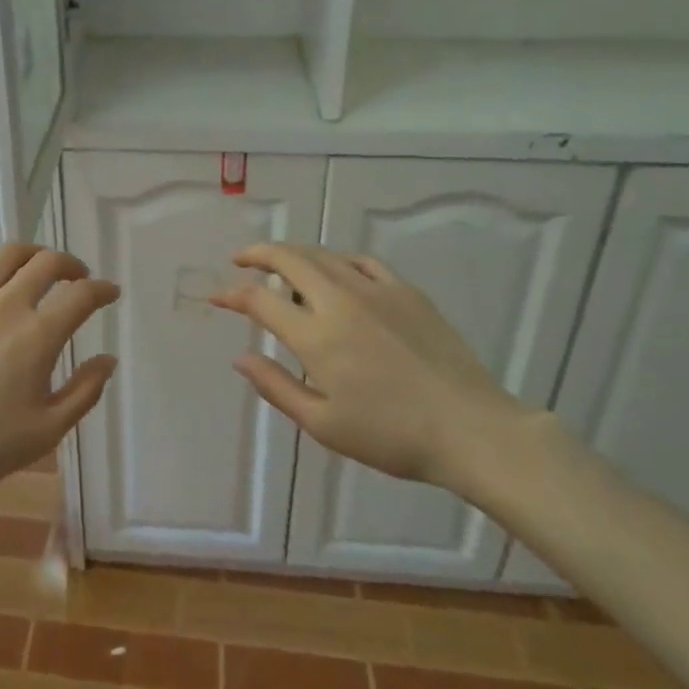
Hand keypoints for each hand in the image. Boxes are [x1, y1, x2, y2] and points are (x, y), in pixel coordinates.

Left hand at [0, 243, 119, 490]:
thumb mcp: (46, 430)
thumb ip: (85, 391)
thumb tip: (108, 358)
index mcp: (37, 336)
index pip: (82, 296)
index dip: (103, 289)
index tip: (110, 292)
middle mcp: (5, 305)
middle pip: (47, 263)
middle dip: (71, 265)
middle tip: (77, 277)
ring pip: (5, 254)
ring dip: (31, 254)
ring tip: (36, 265)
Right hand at [210, 243, 532, 490]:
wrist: (470, 429)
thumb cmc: (391, 436)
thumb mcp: (323, 424)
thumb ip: (276, 386)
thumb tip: (240, 358)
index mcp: (316, 336)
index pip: (260, 300)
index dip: (232, 294)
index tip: (217, 297)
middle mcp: (340, 301)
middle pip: (289, 259)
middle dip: (258, 254)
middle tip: (240, 259)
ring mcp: (376, 290)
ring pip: (323, 255)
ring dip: (294, 253)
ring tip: (280, 263)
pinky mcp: (406, 290)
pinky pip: (362, 261)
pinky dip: (337, 260)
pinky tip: (334, 270)